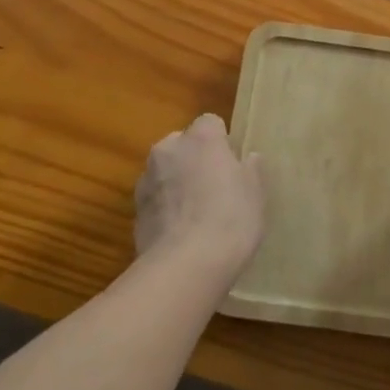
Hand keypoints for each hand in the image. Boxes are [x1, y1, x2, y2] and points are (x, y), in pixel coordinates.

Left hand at [133, 114, 264, 280]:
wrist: (185, 265)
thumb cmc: (230, 219)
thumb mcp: (255, 194)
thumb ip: (251, 171)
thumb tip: (248, 158)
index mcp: (201, 138)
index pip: (211, 123)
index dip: (222, 142)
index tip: (232, 165)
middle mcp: (168, 149)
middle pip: (183, 144)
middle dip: (195, 159)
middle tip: (215, 188)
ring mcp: (147, 179)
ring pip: (165, 171)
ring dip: (177, 183)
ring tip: (196, 215)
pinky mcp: (134, 209)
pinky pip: (155, 199)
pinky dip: (165, 208)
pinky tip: (180, 233)